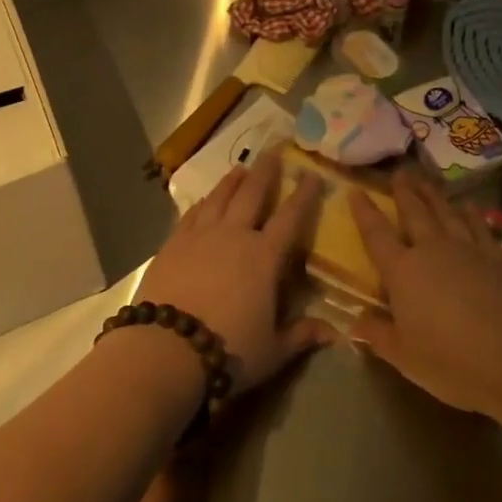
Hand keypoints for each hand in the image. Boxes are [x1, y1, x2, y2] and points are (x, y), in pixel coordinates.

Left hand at [138, 149, 331, 391]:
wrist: (166, 349)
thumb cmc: (229, 350)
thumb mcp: (273, 350)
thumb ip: (302, 335)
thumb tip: (336, 332)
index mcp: (264, 257)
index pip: (290, 218)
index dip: (304, 195)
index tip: (312, 174)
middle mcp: (234, 236)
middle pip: (252, 194)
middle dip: (265, 172)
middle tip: (273, 151)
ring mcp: (200, 236)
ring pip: (219, 198)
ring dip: (231, 182)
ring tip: (240, 168)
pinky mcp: (173, 244)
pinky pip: (191, 215)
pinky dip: (201, 204)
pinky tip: (203, 201)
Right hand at [348, 171, 501, 419]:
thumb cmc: (452, 363)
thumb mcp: (405, 357)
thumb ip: (378, 335)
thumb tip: (353, 322)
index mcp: (403, 272)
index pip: (376, 235)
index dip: (364, 212)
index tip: (355, 190)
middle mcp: (432, 250)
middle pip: (414, 213)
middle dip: (404, 191)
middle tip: (399, 172)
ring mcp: (468, 250)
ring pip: (446, 213)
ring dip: (434, 195)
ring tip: (426, 180)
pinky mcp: (498, 258)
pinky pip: (481, 227)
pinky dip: (472, 214)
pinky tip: (469, 205)